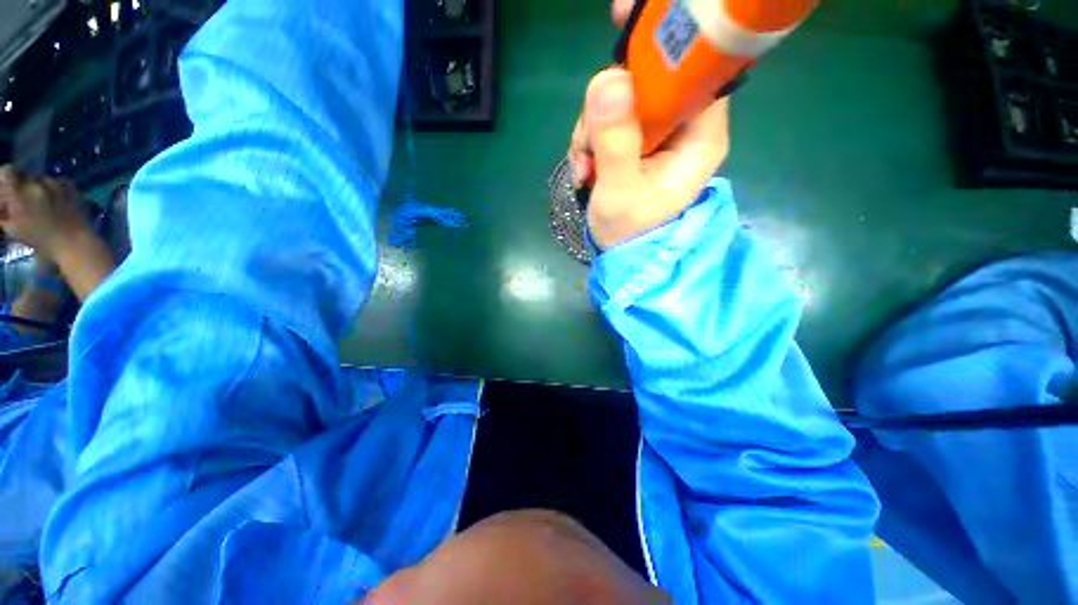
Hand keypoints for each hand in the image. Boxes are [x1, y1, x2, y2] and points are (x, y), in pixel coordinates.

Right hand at [0, 165, 92, 255]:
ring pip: (41, 179)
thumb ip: (3, 212)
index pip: (7, 172)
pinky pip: (57, 182)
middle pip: (25, 177)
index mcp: (20, 192)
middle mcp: (37, 183)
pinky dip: (54, 190)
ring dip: (38, 189)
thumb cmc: (40, 239)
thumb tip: (3, 203)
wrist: (74, 241)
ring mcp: (55, 182)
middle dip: (23, 188)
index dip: (5, 179)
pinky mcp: (70, 185)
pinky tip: (57, 203)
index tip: (7, 190)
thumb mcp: (12, 227)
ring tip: (43, 205)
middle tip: (26, 202)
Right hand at [567, 0, 729, 250]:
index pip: (696, 68)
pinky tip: (584, 168)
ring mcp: (657, 133)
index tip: (624, 19)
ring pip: (620, 99)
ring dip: (592, 129)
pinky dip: (588, 140)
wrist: (619, 254)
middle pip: (647, 80)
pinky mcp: (636, 140)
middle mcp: (683, 127)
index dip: (664, 42)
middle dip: (608, 106)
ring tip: (585, 168)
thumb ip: (616, 142)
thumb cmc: (629, 234)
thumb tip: (607, 79)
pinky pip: (608, 119)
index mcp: (699, 137)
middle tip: (589, 143)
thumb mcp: (619, 193)